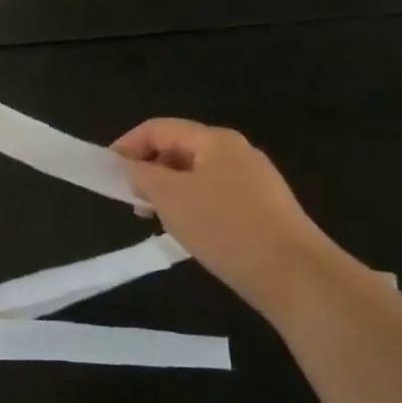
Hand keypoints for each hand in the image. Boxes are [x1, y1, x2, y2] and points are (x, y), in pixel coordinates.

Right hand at [111, 119, 334, 295]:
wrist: (294, 274)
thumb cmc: (224, 227)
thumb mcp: (170, 197)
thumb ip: (142, 174)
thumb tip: (130, 165)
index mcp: (214, 140)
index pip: (159, 128)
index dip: (128, 145)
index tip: (107, 173)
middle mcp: (236, 151)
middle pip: (179, 149)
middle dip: (149, 171)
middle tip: (132, 202)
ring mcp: (254, 180)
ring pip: (196, 175)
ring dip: (169, 192)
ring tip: (158, 221)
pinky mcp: (264, 208)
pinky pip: (216, 196)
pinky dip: (193, 207)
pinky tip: (190, 234)